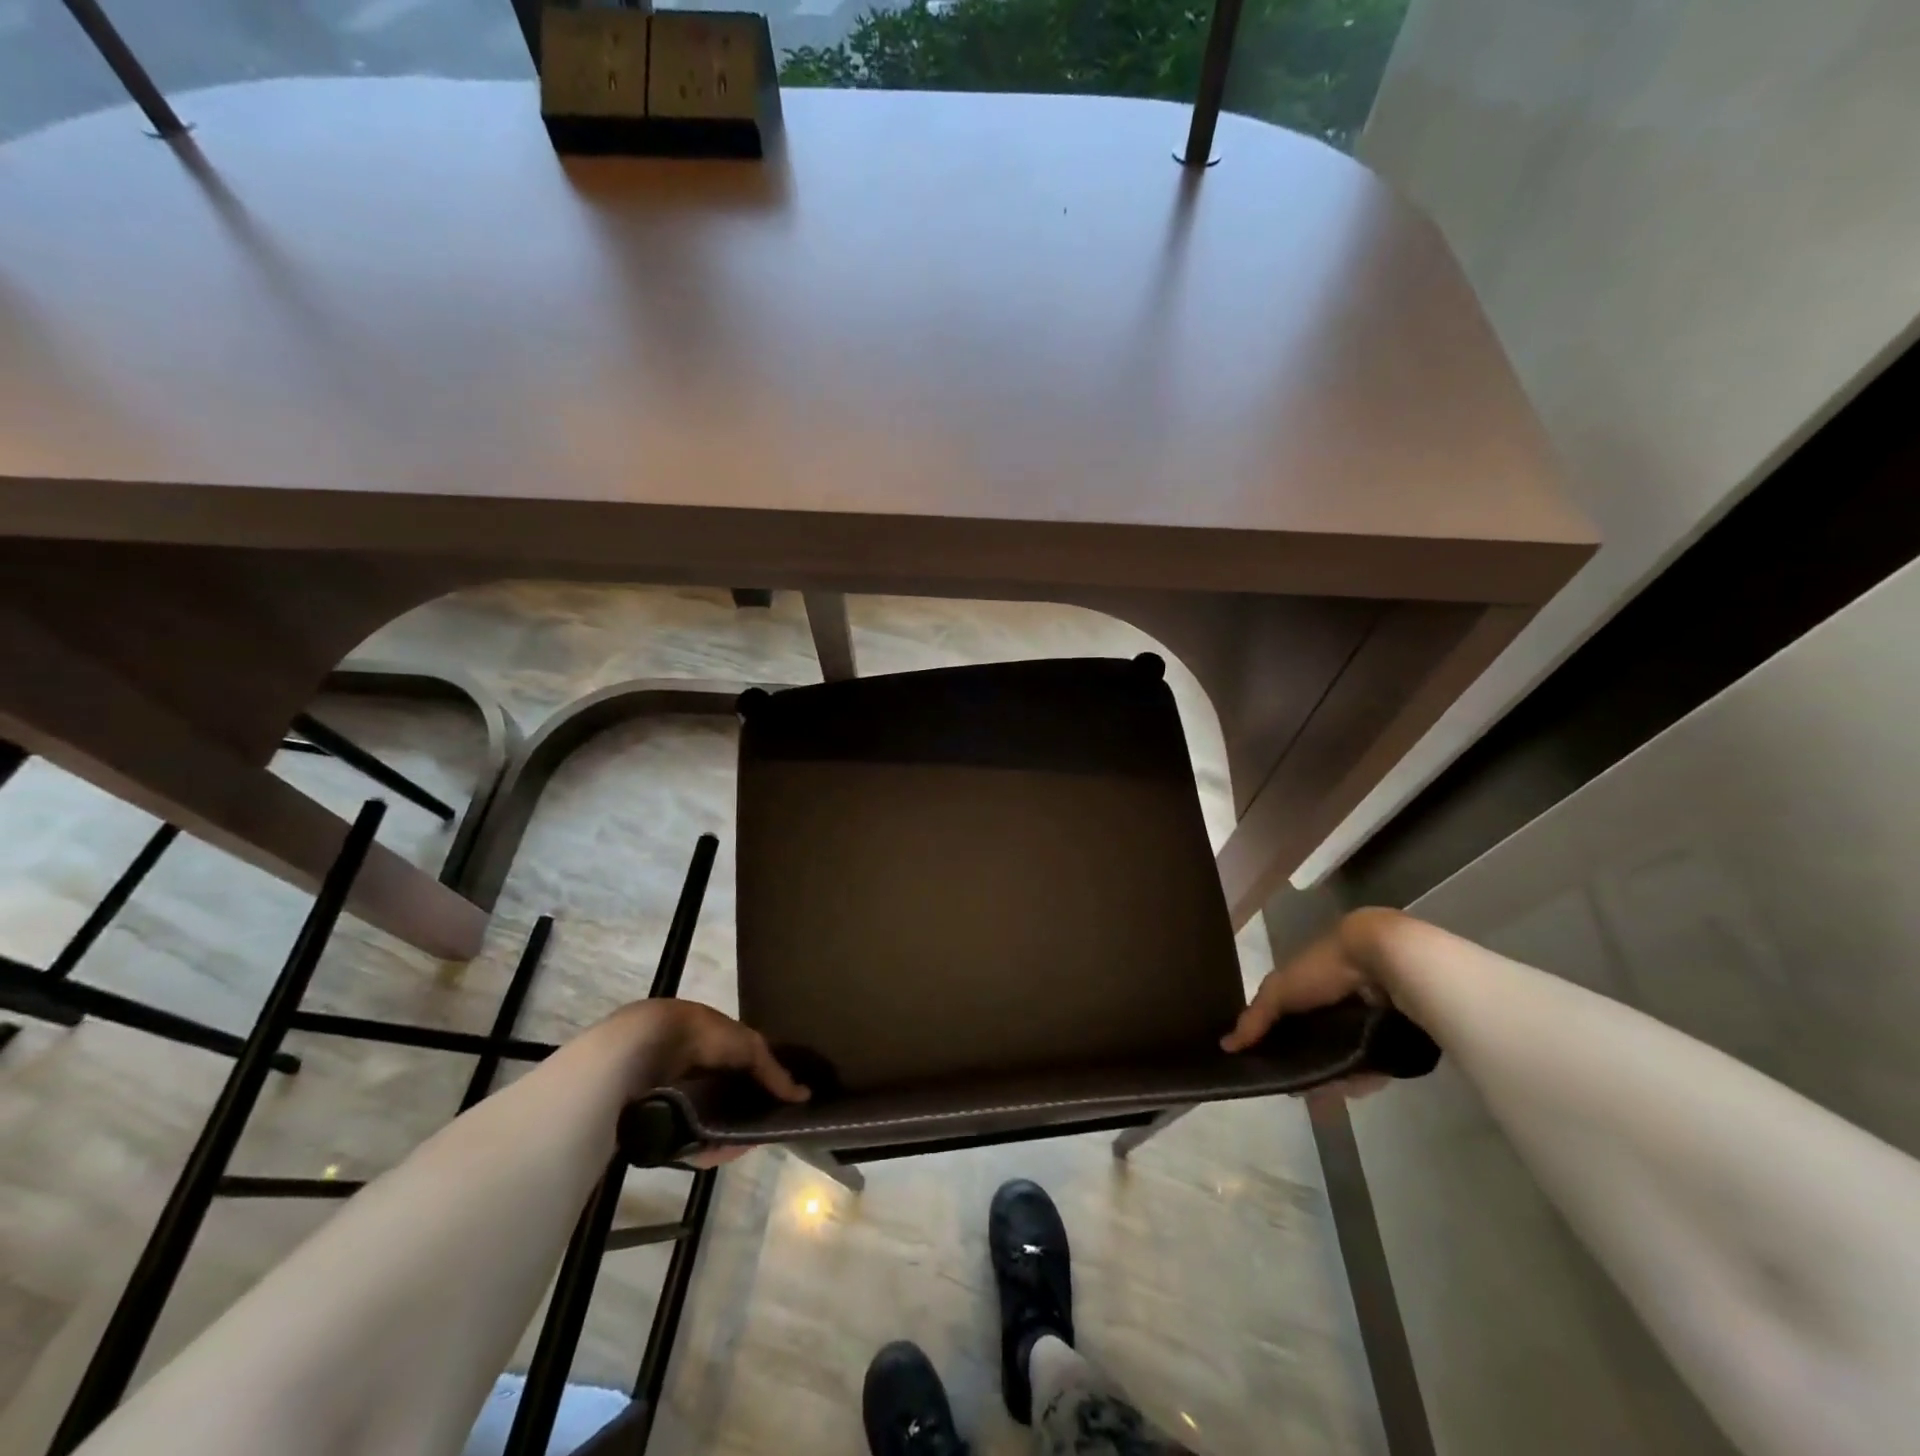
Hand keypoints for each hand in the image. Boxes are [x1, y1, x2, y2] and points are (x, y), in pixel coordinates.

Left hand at [598, 999, 808, 1167]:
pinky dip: (704, 1147)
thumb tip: (804, 1097)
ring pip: (707, 1122)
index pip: (741, 1065)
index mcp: (710, 1040)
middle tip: (762, 1129)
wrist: (645, 1049)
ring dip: (726, 1133)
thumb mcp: (748, 1046)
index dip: (760, 1083)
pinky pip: (687, 1141)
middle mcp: (691, 1067)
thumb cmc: (701, 1036)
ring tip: (743, 1143)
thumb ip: (773, 1071)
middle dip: (743, 1113)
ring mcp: (672, 1097)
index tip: (779, 1104)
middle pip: (724, 1098)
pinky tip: (720, 1151)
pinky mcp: (657, 1124)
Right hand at [1221, 909, 1400, 1100]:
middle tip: (1304, 1085)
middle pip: (1316, 1046)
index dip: (1276, 1045)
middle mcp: (1333, 1005)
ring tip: (1332, 1086)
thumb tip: (1226, 1046)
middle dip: (1309, 1067)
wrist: (1381, 961)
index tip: (1269, 1068)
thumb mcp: (1279, 991)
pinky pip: (1374, 1066)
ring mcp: (1364, 1023)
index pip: (1287, 1024)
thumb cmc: (1323, 970)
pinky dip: (1366, 1076)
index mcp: (1307, 990)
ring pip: (1344, 1059)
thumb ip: (1255, 1018)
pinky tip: (1358, 1081)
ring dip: (1336, 1076)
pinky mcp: (1391, 1039)